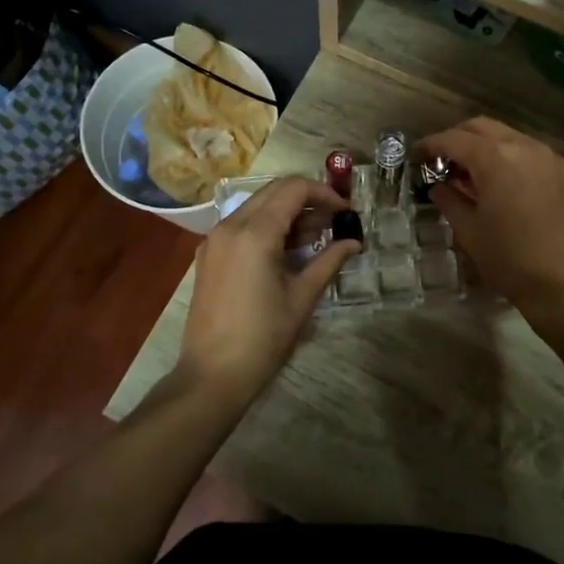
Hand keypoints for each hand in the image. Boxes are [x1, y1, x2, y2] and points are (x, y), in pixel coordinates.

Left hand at [175, 177, 357, 405]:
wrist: (212, 374)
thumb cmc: (263, 338)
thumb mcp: (302, 298)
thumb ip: (329, 261)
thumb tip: (354, 242)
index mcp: (254, 233)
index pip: (294, 189)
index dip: (325, 193)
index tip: (347, 211)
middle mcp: (230, 225)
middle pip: (274, 191)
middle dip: (307, 198)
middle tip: (335, 219)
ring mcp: (215, 239)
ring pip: (257, 206)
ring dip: (288, 212)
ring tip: (318, 236)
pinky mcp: (209, 255)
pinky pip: (242, 225)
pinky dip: (268, 226)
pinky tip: (288, 250)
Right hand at [421, 118, 563, 330]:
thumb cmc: (510, 259)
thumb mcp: (469, 231)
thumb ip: (449, 200)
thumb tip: (438, 186)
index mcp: (496, 158)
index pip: (455, 139)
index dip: (432, 145)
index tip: (417, 155)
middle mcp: (524, 147)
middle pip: (482, 128)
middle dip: (458, 138)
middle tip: (440, 160)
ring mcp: (548, 158)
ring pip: (507, 136)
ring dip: (484, 146)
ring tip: (467, 173)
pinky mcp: (563, 173)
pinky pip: (527, 152)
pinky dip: (507, 156)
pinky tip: (498, 182)